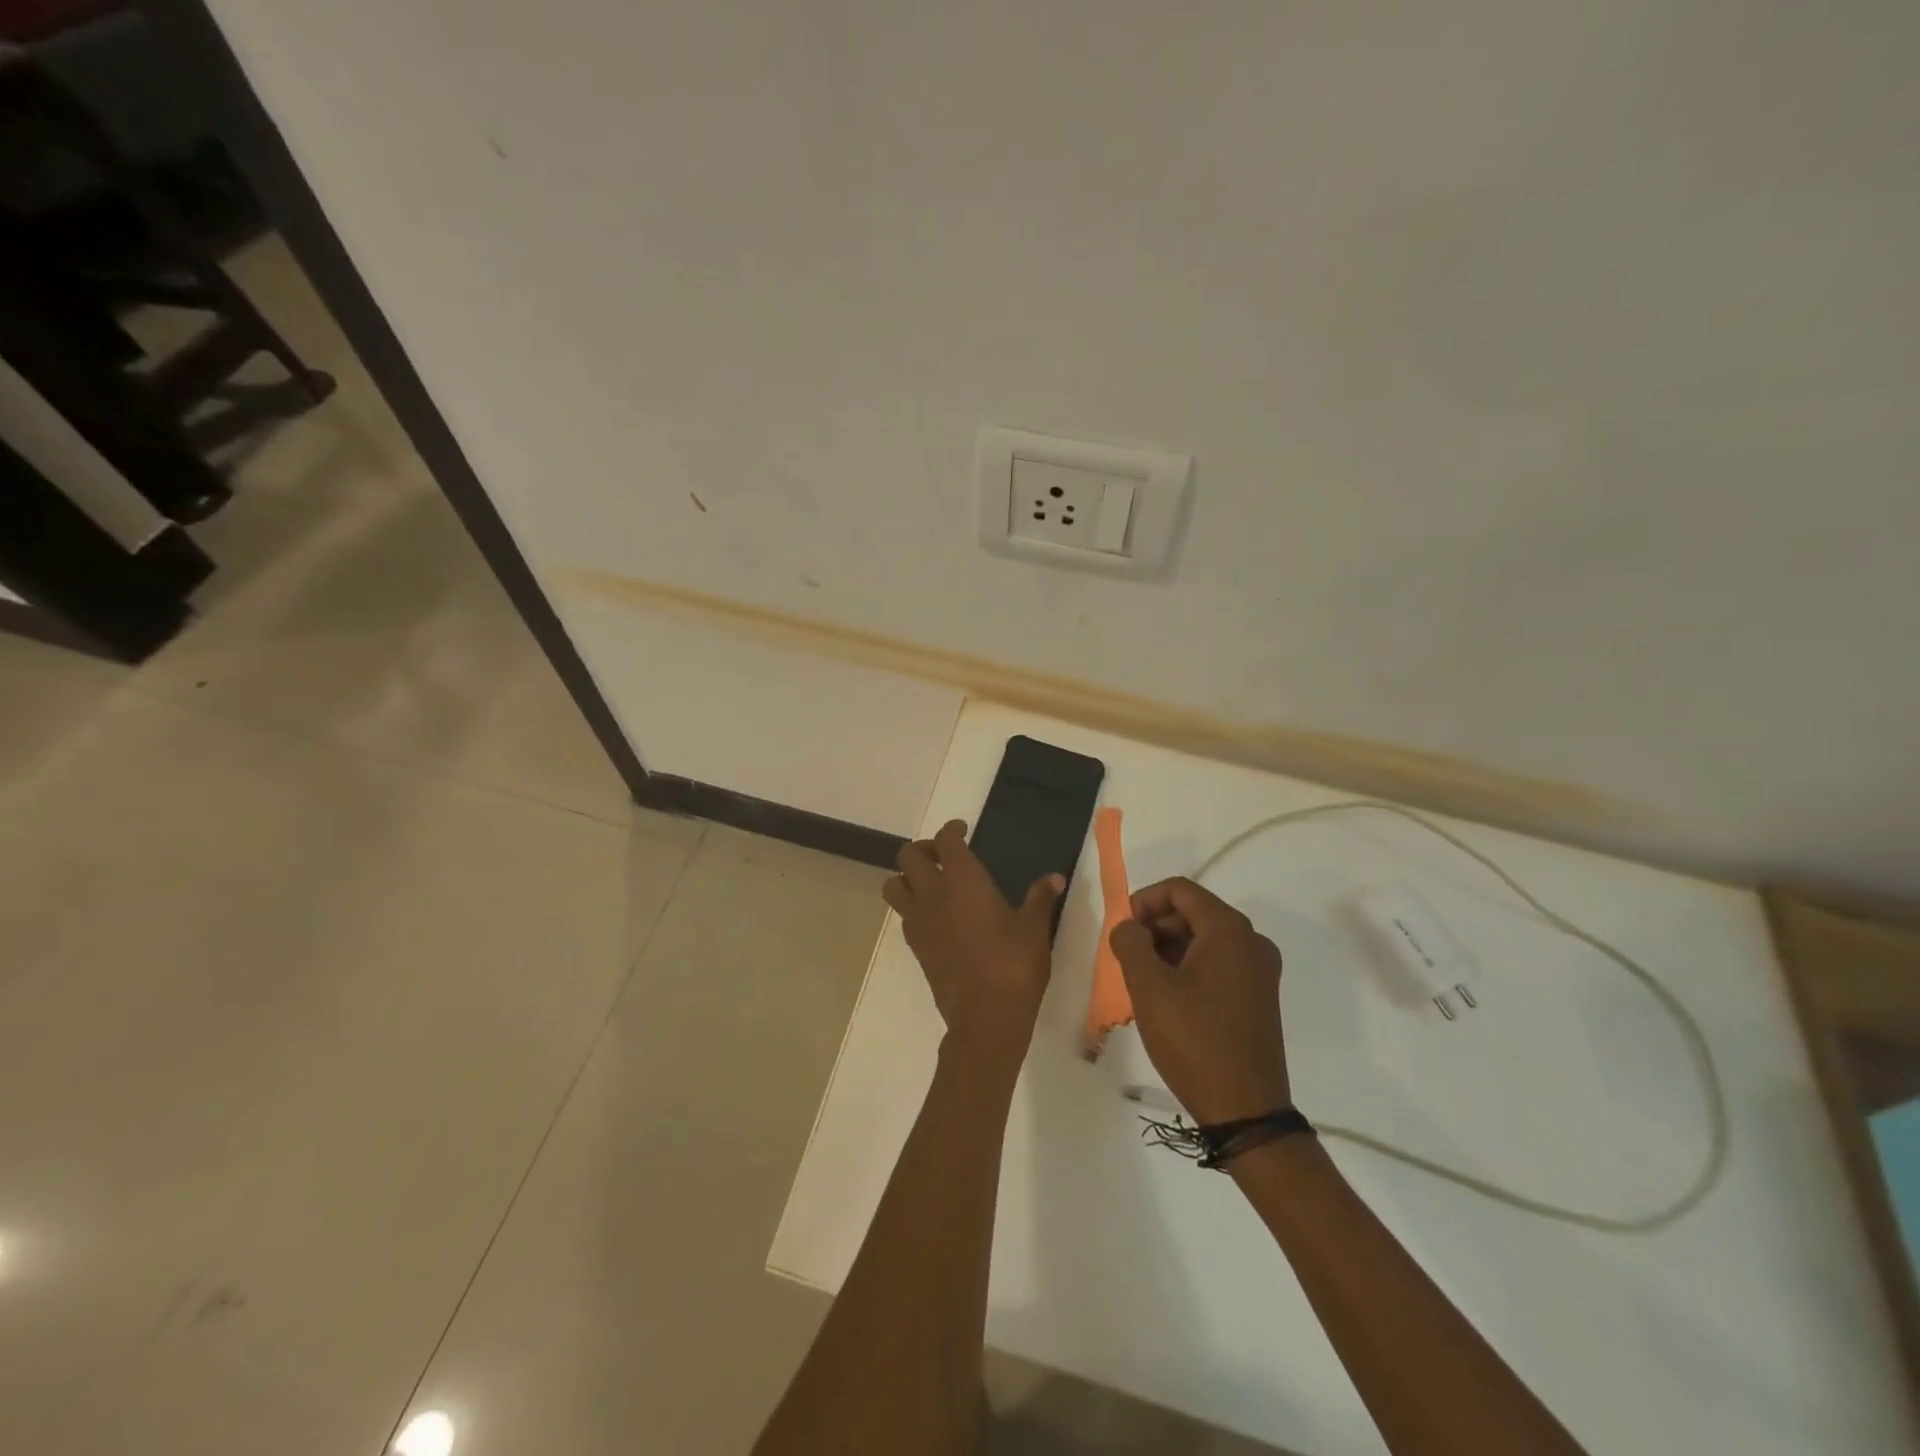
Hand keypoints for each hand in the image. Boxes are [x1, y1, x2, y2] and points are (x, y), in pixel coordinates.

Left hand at [882, 820, 1063, 1060]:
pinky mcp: (916, 947)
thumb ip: (1041, 898)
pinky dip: (912, 907)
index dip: (951, 830)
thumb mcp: (1034, 928)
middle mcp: (934, 894)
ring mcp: (920, 921)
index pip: (945, 840)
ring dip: (906, 877)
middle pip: (908, 856)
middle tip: (944, 856)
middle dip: (924, 849)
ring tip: (930, 883)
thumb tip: (1055, 877)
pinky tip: (935, 917)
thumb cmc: (1014, 965)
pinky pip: (903, 916)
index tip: (962, 830)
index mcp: (964, 880)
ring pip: (893, 885)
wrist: (986, 1016)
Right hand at [1108, 878, 1289, 1124]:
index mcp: (1229, 930)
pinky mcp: (1259, 996)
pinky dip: (1189, 966)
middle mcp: (1252, 942)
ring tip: (1143, 979)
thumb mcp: (1149, 987)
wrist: (1245, 1110)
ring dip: (1169, 948)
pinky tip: (1168, 996)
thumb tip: (1128, 927)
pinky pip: (1218, 963)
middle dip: (1155, 926)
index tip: (1122, 928)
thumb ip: (1130, 943)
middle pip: (1194, 912)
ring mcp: (1260, 971)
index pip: (1180, 890)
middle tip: (1128, 956)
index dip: (1144, 900)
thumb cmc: (1193, 1040)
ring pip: (1205, 939)